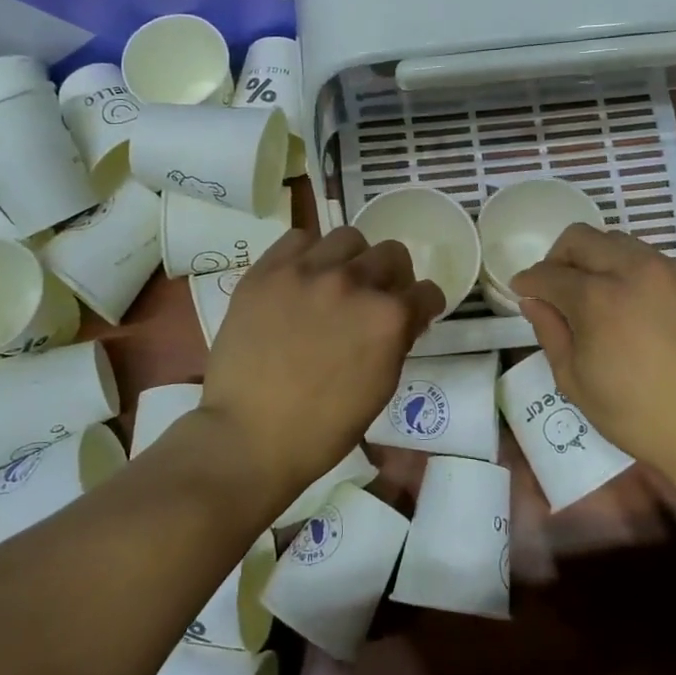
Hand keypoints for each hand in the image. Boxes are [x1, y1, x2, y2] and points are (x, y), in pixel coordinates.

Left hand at [201, 227, 443, 499]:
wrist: (248, 436)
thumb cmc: (322, 429)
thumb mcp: (379, 388)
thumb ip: (397, 342)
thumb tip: (404, 317)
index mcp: (388, 318)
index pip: (426, 291)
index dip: (424, 305)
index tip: (415, 313)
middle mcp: (353, 283)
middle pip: (392, 254)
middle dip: (393, 277)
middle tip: (375, 298)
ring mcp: (307, 272)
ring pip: (348, 238)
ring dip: (352, 259)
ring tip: (336, 283)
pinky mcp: (267, 271)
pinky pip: (298, 239)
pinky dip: (307, 255)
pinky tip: (300, 279)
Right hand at [512, 225, 675, 480]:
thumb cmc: (634, 414)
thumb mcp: (574, 380)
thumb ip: (549, 331)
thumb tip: (533, 301)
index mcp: (598, 298)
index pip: (549, 273)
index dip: (528, 281)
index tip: (523, 290)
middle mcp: (635, 270)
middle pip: (582, 238)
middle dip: (559, 257)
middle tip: (556, 287)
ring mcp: (673, 273)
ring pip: (621, 243)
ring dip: (599, 260)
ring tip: (599, 294)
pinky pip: (657, 263)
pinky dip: (636, 275)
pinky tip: (639, 308)